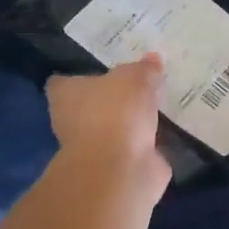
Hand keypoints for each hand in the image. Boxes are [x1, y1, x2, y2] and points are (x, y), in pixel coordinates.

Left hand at [46, 55, 170, 204]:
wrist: (120, 169)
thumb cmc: (115, 112)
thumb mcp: (135, 78)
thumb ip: (144, 69)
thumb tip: (153, 59)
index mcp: (66, 95)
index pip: (64, 82)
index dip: (81, 77)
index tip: (104, 72)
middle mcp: (71, 122)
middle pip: (91, 106)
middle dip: (112, 100)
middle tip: (139, 86)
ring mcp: (93, 149)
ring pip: (113, 130)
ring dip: (130, 124)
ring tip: (157, 108)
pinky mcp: (115, 169)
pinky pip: (132, 151)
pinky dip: (145, 146)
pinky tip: (165, 135)